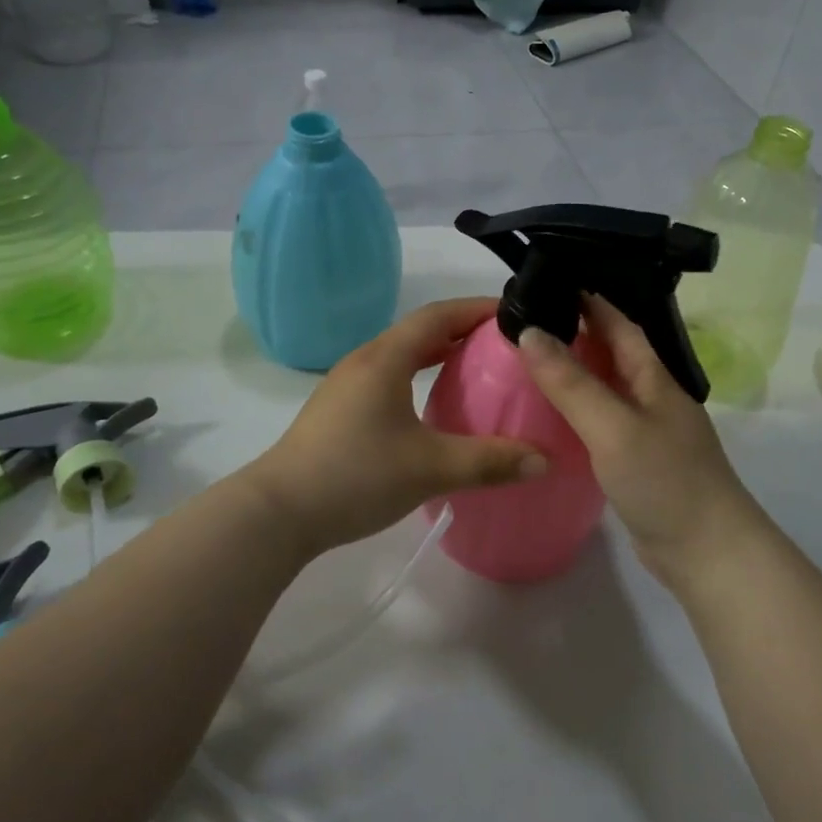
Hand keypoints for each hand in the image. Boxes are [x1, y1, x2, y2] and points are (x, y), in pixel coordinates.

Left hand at [244, 298, 546, 557]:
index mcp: (386, 358)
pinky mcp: (340, 410)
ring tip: (478, 370)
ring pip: (403, 354)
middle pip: (421, 330)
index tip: (514, 314)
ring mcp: (348, 385)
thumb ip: (490, 461)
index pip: (439, 315)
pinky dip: (420, 376)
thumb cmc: (355, 476)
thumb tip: (544, 459)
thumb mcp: (430, 468)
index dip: (477, 308)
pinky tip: (434, 406)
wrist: (277, 513)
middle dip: (464, 331)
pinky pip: (390, 377)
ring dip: (440, 354)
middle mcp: (366, 360)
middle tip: (505, 345)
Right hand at [517, 295, 763, 586]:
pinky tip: (552, 419)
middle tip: (529, 323)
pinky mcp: (639, 464)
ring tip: (531, 363)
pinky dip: (578, 413)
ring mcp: (649, 433)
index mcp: (655, 379)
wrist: (708, 554)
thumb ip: (571, 382)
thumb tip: (529, 332)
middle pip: (614, 355)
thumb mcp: (613, 426)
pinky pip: (603, 424)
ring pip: (607, 390)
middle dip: (577, 334)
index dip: (590, 301)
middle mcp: (654, 399)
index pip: (620, 325)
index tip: (551, 283)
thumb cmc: (665, 480)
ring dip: (576, 374)